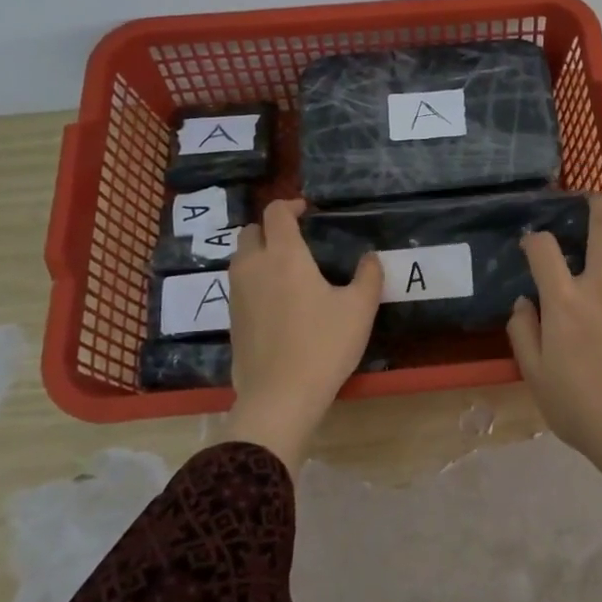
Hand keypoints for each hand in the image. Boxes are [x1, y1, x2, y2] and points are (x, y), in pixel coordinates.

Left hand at [222, 198, 381, 468]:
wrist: (280, 396)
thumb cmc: (323, 345)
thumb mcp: (359, 309)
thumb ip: (368, 277)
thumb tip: (369, 259)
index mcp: (283, 255)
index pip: (275, 213)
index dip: (290, 205)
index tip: (307, 210)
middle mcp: (253, 267)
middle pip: (251, 232)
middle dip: (271, 228)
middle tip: (297, 240)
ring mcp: (237, 294)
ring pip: (241, 259)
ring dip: (260, 254)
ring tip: (288, 269)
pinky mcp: (232, 320)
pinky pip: (240, 286)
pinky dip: (255, 281)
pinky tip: (278, 302)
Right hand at [506, 195, 601, 465]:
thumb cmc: (579, 407)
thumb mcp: (534, 374)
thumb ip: (523, 331)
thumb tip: (525, 302)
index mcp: (563, 301)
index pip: (542, 247)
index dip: (533, 239)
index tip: (532, 246)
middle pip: (600, 222)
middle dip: (593, 205)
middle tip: (591, 205)